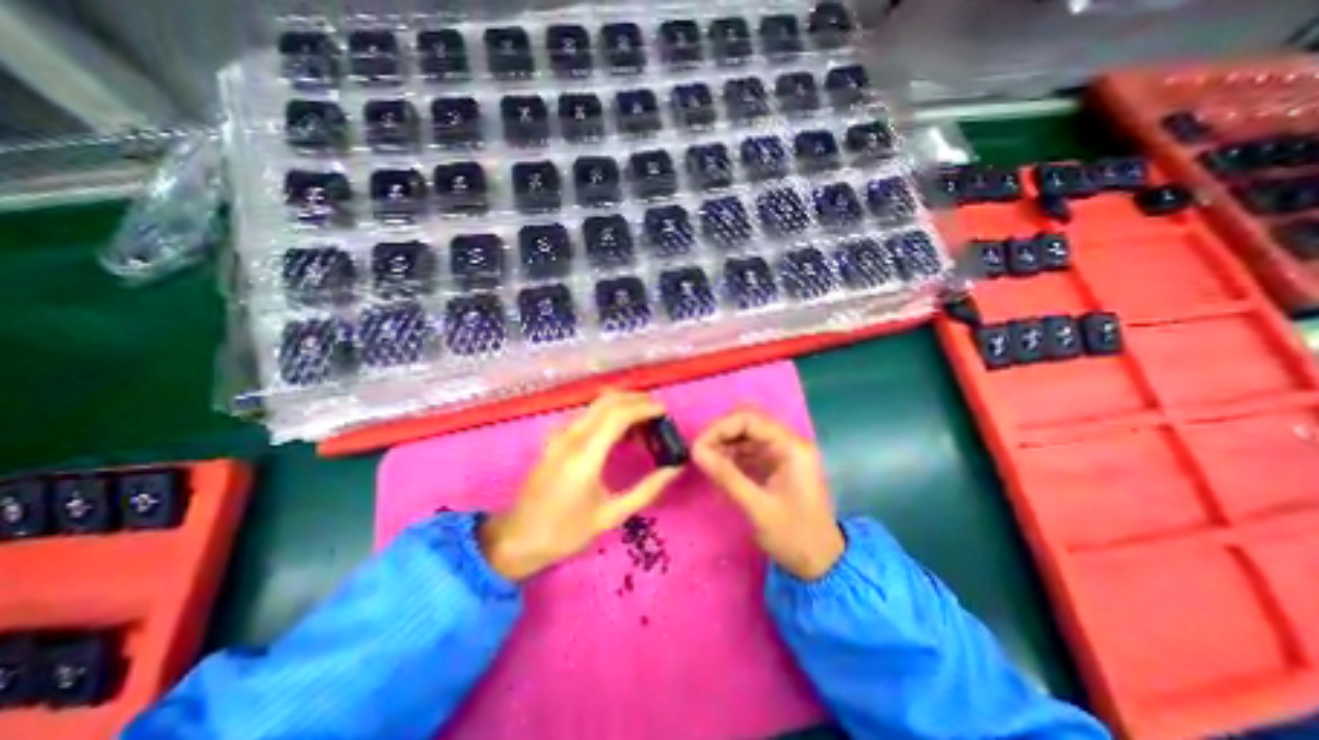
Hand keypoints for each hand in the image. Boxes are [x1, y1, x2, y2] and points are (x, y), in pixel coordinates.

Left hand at [480, 392, 678, 583]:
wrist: (516, 538)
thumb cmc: (565, 531)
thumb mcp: (611, 516)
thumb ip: (646, 490)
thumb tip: (674, 469)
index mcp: (585, 455)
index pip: (618, 414)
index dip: (644, 408)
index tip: (665, 413)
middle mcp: (571, 436)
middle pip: (608, 400)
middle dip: (637, 400)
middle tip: (659, 415)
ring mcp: (560, 434)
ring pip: (597, 404)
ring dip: (624, 406)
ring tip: (645, 427)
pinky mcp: (556, 437)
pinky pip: (588, 415)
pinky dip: (610, 415)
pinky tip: (621, 435)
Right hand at [693, 408, 844, 581]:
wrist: (822, 564)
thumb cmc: (794, 536)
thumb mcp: (757, 507)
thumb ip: (726, 476)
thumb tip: (696, 451)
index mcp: (792, 447)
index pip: (750, 419)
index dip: (720, 428)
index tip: (698, 446)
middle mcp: (789, 442)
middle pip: (749, 420)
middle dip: (721, 432)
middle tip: (700, 451)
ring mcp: (783, 452)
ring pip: (747, 433)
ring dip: (725, 442)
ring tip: (705, 459)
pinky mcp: (777, 463)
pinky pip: (750, 448)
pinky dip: (732, 453)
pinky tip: (718, 466)